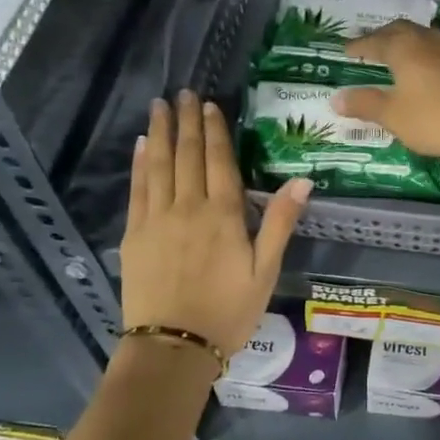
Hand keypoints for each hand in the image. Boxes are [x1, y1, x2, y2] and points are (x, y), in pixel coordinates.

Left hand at [120, 90, 310, 355]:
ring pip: (159, 164)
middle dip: (186, 121)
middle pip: (187, 154)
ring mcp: (157, 218)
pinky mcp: (135, 234)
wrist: (174, 346)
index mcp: (225, 214)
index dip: (215, 131)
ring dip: (160, 132)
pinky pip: (138, 188)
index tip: (211, 105)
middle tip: (184, 93)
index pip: (220, 161)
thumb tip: (304, 179)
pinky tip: (141, 145)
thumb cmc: (229, 311)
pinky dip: (140, 163)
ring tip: (160, 105)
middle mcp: (189, 206)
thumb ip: (280, 222)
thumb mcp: (266, 270)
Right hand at [331, 19, 439, 165]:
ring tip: (396, 53)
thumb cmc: (432, 119)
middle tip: (370, 45)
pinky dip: (423, 53)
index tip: (346, 50)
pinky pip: (438, 50)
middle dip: (382, 36)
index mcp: (404, 47)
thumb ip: (364, 103)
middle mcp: (428, 41)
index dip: (359, 45)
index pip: (375, 40)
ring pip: (423, 37)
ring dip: (406, 41)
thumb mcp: (392, 115)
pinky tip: (425, 68)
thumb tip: (336, 98)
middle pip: (401, 30)